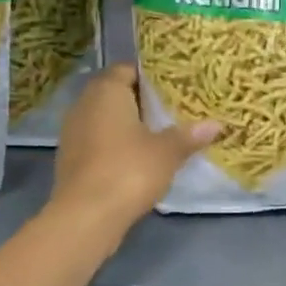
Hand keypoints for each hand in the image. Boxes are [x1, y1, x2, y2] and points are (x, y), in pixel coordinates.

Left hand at [50, 64, 220, 233]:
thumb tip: (215, 125)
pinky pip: (97, 141)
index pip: (127, 69)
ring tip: (157, 135)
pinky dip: (115, 145)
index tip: (173, 87)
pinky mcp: (70, 159)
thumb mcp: (167, 152)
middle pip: (115, 93)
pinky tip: (136, 159)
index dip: (150, 77)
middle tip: (171, 111)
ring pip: (104, 119)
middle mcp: (84, 104)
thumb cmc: (129, 170)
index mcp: (106, 91)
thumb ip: (189, 135)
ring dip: (127, 125)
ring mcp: (72, 132)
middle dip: (141, 101)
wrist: (86, 215)